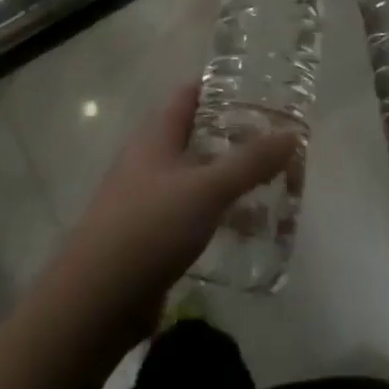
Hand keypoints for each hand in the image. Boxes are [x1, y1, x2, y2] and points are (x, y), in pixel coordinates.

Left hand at [56, 83, 296, 341]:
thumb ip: (250, 162)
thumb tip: (291, 133)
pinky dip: (216, 214)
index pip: (189, 96)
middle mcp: (148, 159)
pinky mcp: (149, 235)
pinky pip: (190, 213)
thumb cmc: (150, 227)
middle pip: (195, 136)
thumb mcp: (207, 189)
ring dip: (228, 179)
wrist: (96, 299)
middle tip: (277, 143)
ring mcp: (146, 198)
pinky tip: (244, 230)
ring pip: (195, 177)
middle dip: (234, 138)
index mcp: (156, 135)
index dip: (222, 89)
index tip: (260, 93)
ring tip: (273, 186)